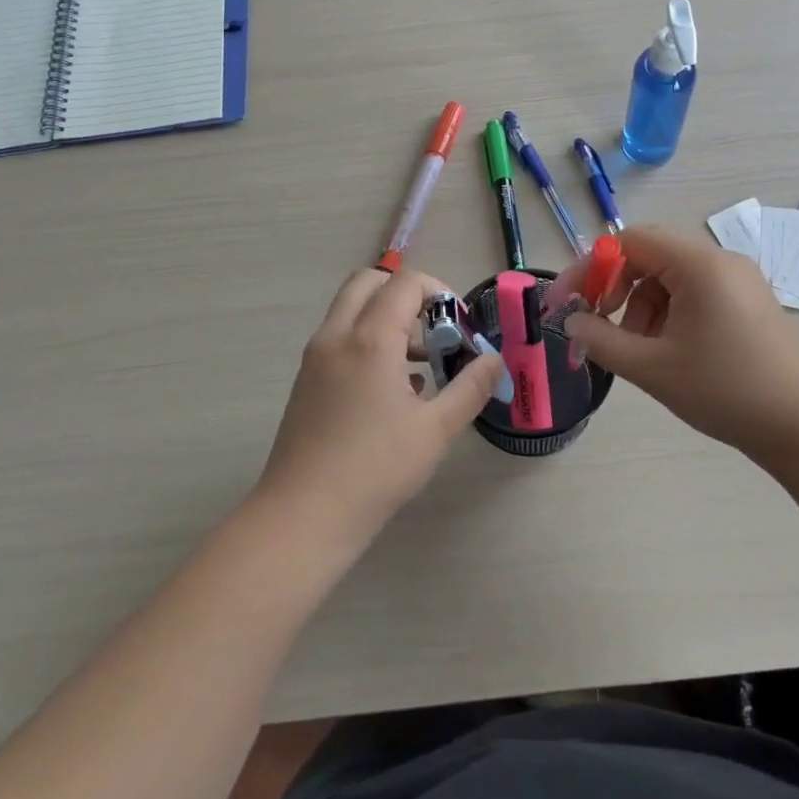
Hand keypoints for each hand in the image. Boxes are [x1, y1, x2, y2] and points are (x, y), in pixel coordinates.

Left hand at [253, 268, 503, 548]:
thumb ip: (470, 387)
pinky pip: (340, 339)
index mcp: (369, 339)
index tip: (459, 326)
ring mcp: (316, 358)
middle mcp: (336, 336)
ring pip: (350, 311)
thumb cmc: (376, 469)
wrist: (304, 515)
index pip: (404, 283)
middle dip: (406, 295)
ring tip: (420, 366)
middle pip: (369, 282)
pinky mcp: (307, 381)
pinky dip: (367, 341)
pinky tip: (394, 391)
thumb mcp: (436, 430)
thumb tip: (494, 360)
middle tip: (434, 331)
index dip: (438, 292)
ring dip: (386, 319)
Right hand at [562, 225, 798, 462]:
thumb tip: (571, 322)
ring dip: (640, 306)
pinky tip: (666, 350)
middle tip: (596, 325)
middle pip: (649, 256)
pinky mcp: (747, 302)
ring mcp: (738, 280)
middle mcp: (719, 260)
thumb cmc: (726, 391)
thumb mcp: (652, 368)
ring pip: (669, 278)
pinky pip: (693, 293)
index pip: (629, 241)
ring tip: (635, 350)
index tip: (566, 302)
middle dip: (614, 289)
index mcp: (699, 264)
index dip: (590, 268)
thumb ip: (602, 340)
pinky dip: (667, 314)